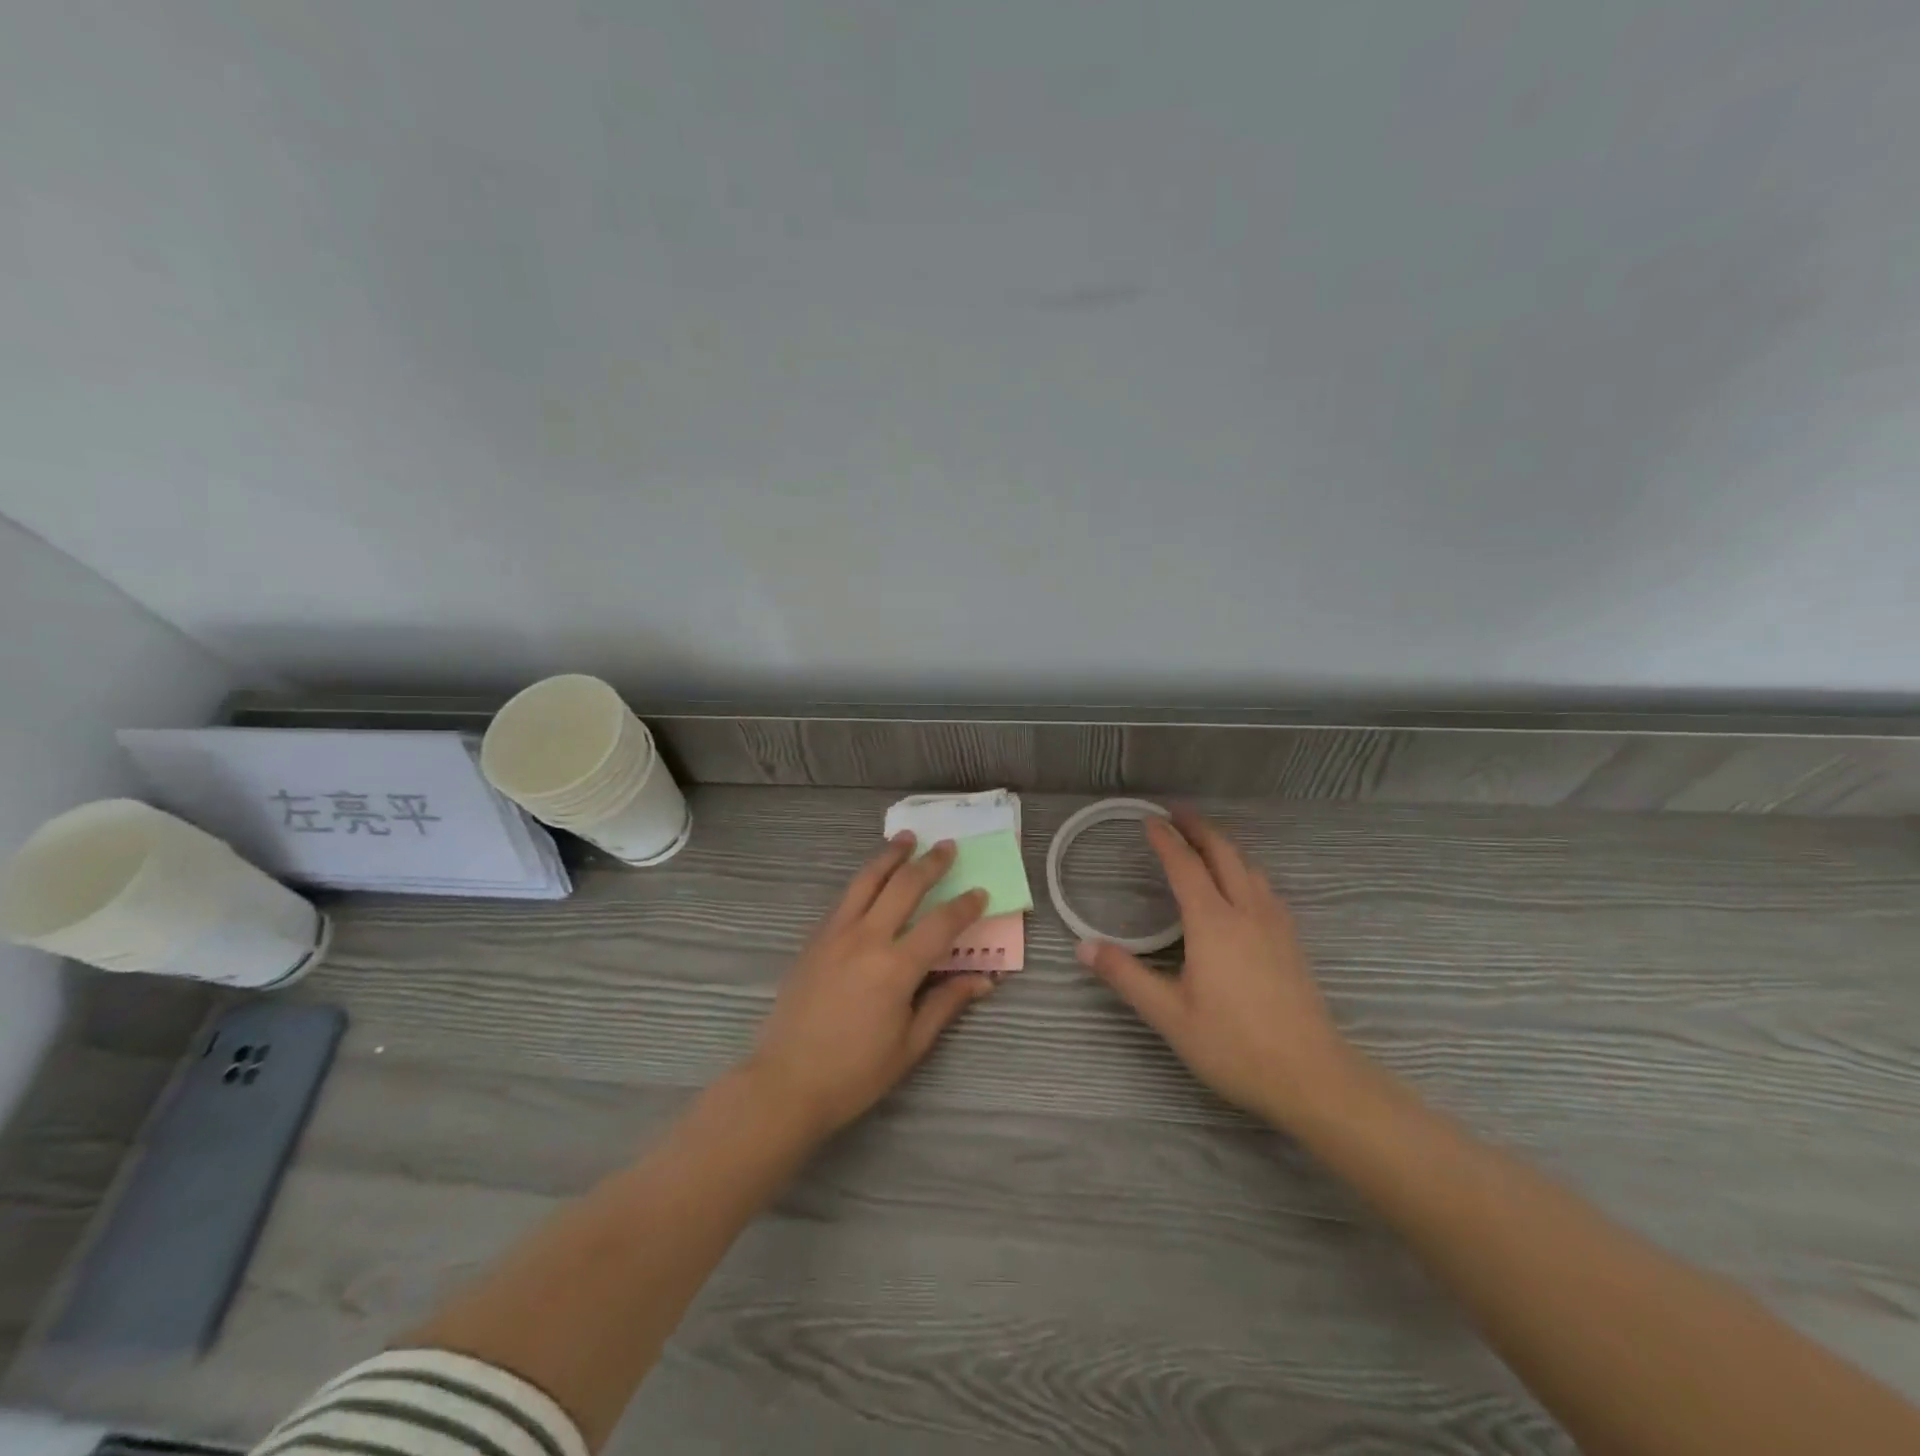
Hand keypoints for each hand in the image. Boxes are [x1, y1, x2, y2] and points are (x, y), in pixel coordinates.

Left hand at [748, 834, 992, 1138]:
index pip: (941, 924)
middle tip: (947, 847)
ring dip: (890, 856)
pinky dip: (864, 880)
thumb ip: (945, 1004)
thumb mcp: (910, 1045)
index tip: (980, 892)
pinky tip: (872, 878)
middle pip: (904, 886)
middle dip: (930, 863)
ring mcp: (835, 934)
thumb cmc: (854, 1073)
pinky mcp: (814, 940)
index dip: (965, 906)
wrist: (786, 1082)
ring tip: (906, 838)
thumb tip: (983, 980)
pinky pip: (844, 899)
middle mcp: (866, 939)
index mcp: (896, 967)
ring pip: (867, 881)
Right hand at [1077, 809, 1356, 1128]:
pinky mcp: (1292, 942)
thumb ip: (1126, 976)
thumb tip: (1083, 946)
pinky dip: (1245, 870)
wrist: (1312, 1076)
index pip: (1185, 866)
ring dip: (1224, 846)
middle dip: (1199, 828)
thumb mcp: (1170, 1015)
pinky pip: (1265, 888)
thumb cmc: (1234, 1045)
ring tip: (1206, 842)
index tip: (1149, 819)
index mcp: (1212, 922)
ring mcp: (1275, 925)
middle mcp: (1246, 912)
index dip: (1166, 839)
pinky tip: (1243, 886)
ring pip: (1249, 868)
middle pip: (1223, 854)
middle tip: (1177, 812)